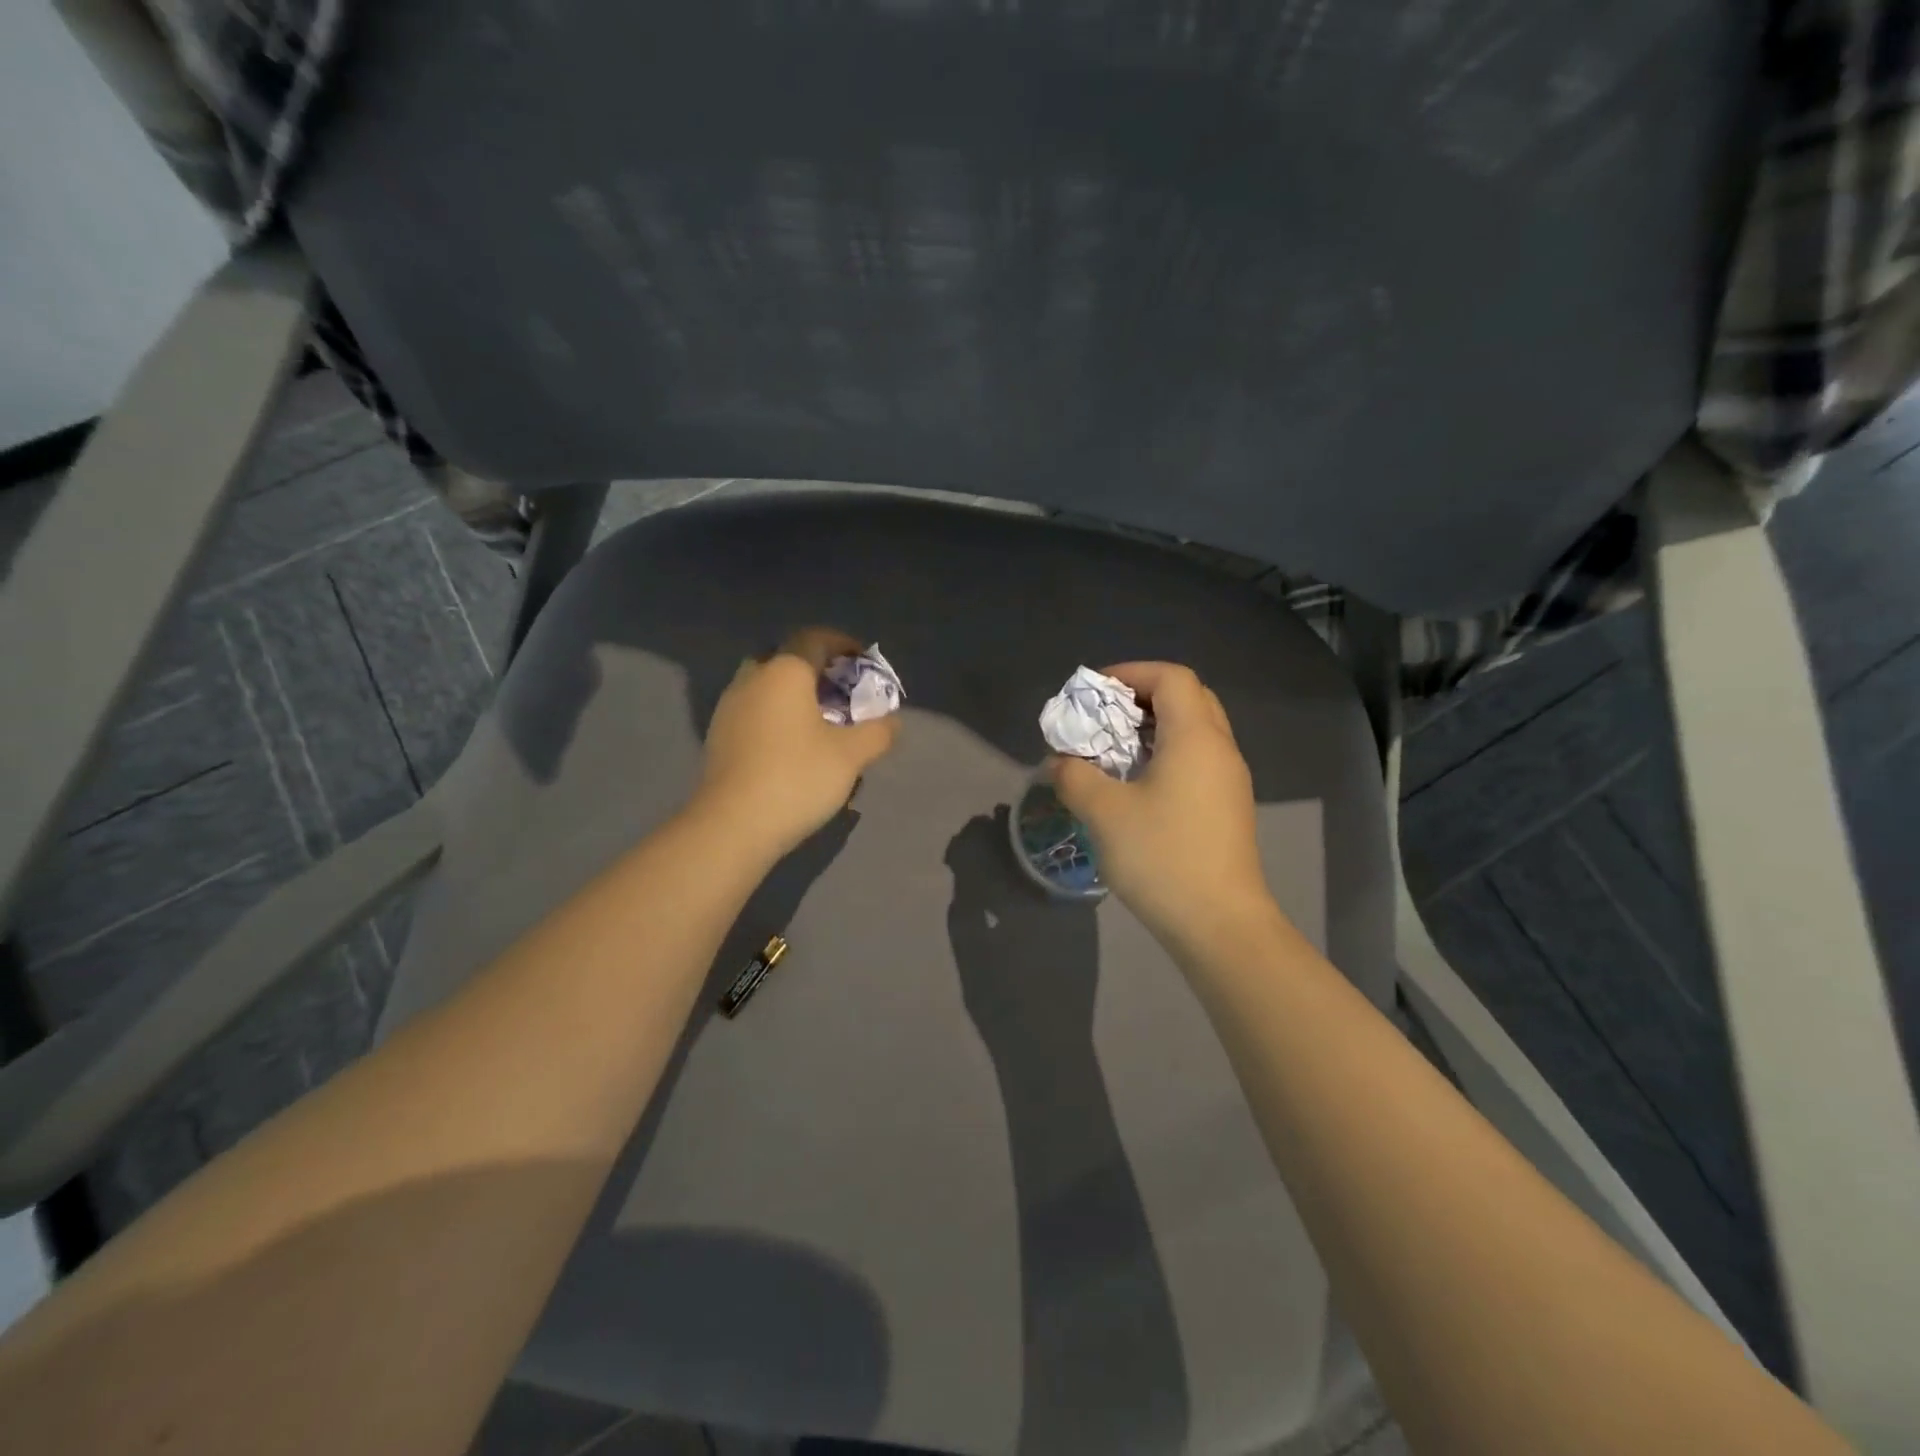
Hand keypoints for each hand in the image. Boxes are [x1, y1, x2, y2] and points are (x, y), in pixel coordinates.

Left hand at [695, 627, 900, 861]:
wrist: (732, 825)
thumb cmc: (797, 777)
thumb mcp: (851, 756)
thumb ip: (878, 732)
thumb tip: (892, 722)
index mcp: (784, 671)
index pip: (815, 639)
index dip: (842, 644)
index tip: (863, 661)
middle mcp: (753, 679)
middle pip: (787, 660)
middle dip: (816, 669)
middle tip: (841, 691)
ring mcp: (729, 707)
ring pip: (767, 686)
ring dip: (794, 695)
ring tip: (820, 721)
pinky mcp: (718, 736)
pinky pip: (754, 711)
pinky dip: (776, 716)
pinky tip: (792, 745)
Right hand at [1047, 662, 1281, 954]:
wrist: (1220, 924)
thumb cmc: (1162, 857)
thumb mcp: (1104, 813)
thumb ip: (1074, 776)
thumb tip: (1060, 762)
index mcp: (1196, 737)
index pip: (1171, 677)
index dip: (1131, 673)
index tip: (1094, 692)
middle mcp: (1220, 749)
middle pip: (1188, 697)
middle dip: (1143, 696)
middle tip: (1106, 716)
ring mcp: (1230, 780)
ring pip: (1196, 730)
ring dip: (1156, 728)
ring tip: (1115, 749)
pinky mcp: (1229, 808)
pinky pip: (1199, 759)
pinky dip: (1168, 754)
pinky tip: (1138, 785)